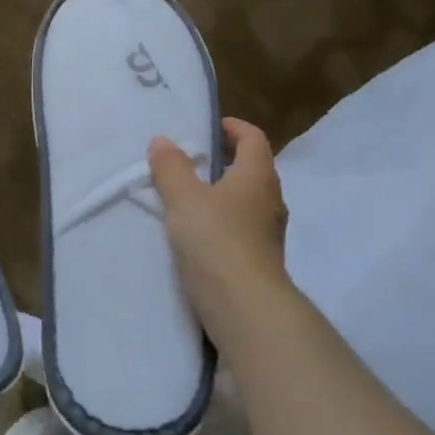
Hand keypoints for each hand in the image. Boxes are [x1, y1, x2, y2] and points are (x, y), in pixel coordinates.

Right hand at [148, 118, 290, 344]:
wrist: (245, 308)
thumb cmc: (216, 241)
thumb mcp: (184, 198)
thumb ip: (171, 167)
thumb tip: (164, 141)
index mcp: (258, 175)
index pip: (253, 138)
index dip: (232, 127)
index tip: (207, 127)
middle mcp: (271, 199)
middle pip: (251, 168)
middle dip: (224, 160)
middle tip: (189, 161)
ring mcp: (269, 232)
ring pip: (246, 200)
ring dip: (221, 193)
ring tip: (187, 197)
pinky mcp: (261, 259)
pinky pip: (241, 228)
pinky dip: (222, 221)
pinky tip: (196, 234)